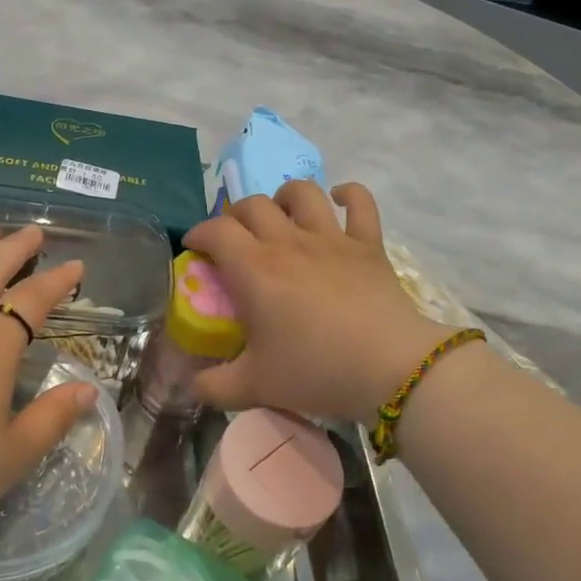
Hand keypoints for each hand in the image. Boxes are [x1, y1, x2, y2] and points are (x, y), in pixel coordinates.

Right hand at [183, 181, 449, 423]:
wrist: (389, 368)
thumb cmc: (316, 371)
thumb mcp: (255, 387)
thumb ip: (214, 386)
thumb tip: (191, 384)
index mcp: (255, 269)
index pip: (216, 230)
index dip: (199, 233)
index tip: (195, 248)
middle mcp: (289, 242)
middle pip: (253, 205)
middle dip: (235, 216)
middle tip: (235, 239)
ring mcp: (331, 238)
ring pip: (302, 193)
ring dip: (284, 197)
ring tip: (281, 216)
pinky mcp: (367, 244)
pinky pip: (360, 203)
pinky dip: (348, 195)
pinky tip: (339, 201)